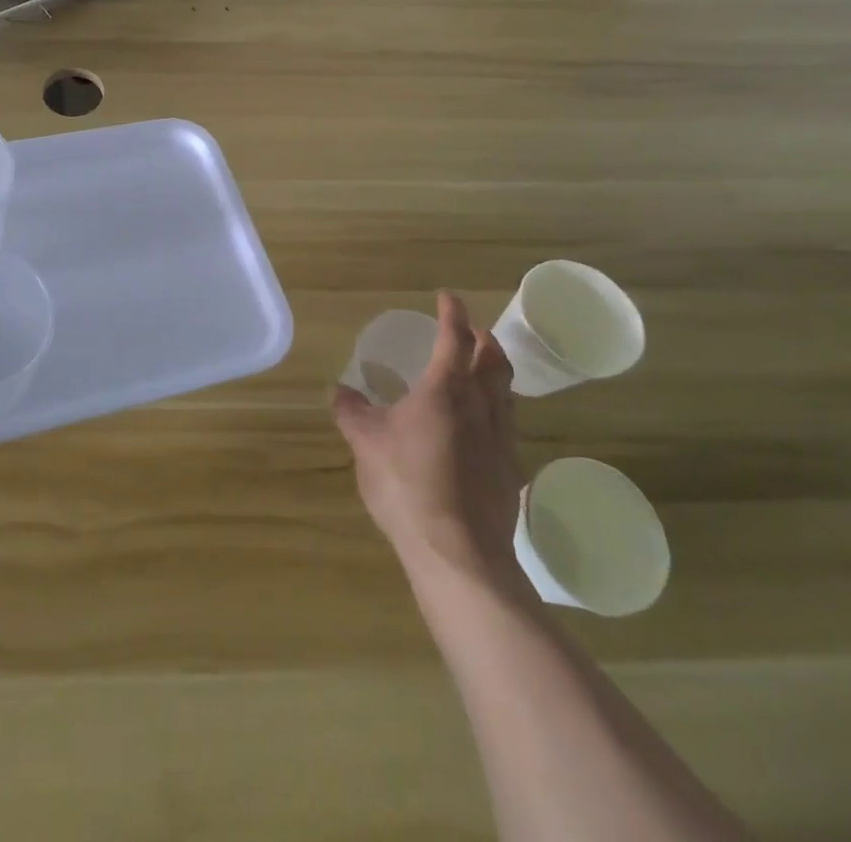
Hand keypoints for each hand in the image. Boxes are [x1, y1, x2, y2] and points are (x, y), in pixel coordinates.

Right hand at [333, 292, 526, 597]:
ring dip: (495, 373)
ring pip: (507, 393)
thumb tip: (339, 390)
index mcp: (445, 390)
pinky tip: (483, 429)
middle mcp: (480, 406)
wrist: (458, 552)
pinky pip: (508, 427)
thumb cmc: (406, 484)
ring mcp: (501, 440)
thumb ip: (352, 411)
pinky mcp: (510, 472)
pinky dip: (497, 411)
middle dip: (484, 339)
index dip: (452, 313)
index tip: (447, 297)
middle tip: (472, 331)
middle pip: (494, 361)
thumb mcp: (365, 443)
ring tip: (481, 373)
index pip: (453, 339)